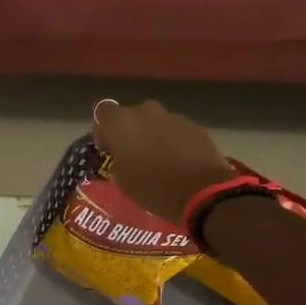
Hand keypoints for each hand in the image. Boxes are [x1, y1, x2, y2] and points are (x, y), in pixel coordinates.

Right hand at [92, 100, 234, 223]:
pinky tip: (180, 164)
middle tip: (134, 157)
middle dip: (131, 132)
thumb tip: (124, 157)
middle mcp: (145, 112)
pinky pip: (176, 131)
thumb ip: (118, 162)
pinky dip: (174, 143)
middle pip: (131, 116)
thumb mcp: (123, 182)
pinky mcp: (195, 127)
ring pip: (155, 123)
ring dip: (153, 137)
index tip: (109, 149)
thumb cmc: (153, 188)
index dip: (104, 130)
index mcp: (121, 123)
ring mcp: (173, 117)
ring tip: (160, 162)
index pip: (103, 113)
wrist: (202, 192)